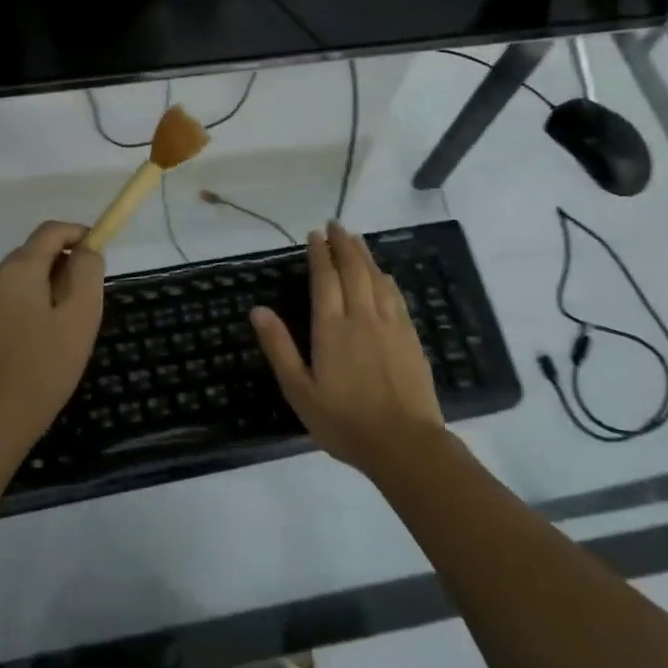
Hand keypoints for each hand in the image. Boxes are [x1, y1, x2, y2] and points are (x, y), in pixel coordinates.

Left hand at [0, 221, 105, 449]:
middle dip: (66, 265)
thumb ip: (87, 272)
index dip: (80, 234)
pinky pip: (13, 294)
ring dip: (51, 285)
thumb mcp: (81, 315)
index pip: (52, 231)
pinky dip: (35, 301)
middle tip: (87, 302)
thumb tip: (86, 250)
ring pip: (26, 274)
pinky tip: (45, 335)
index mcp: (17, 268)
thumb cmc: (46, 365)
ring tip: (68, 324)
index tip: (100, 254)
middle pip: (37, 251)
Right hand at [251, 220, 449, 474]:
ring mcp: (390, 325)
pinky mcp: (410, 338)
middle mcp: (362, 317)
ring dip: (365, 255)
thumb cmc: (344, 420)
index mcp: (331, 328)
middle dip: (343, 245)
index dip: (320, 254)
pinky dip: (386, 279)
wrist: (404, 443)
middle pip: (353, 270)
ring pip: (377, 279)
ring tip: (356, 239)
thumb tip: (258, 310)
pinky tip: (384, 275)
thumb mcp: (299, 390)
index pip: (325, 279)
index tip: (315, 234)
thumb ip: (279, 347)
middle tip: (335, 225)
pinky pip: (396, 297)